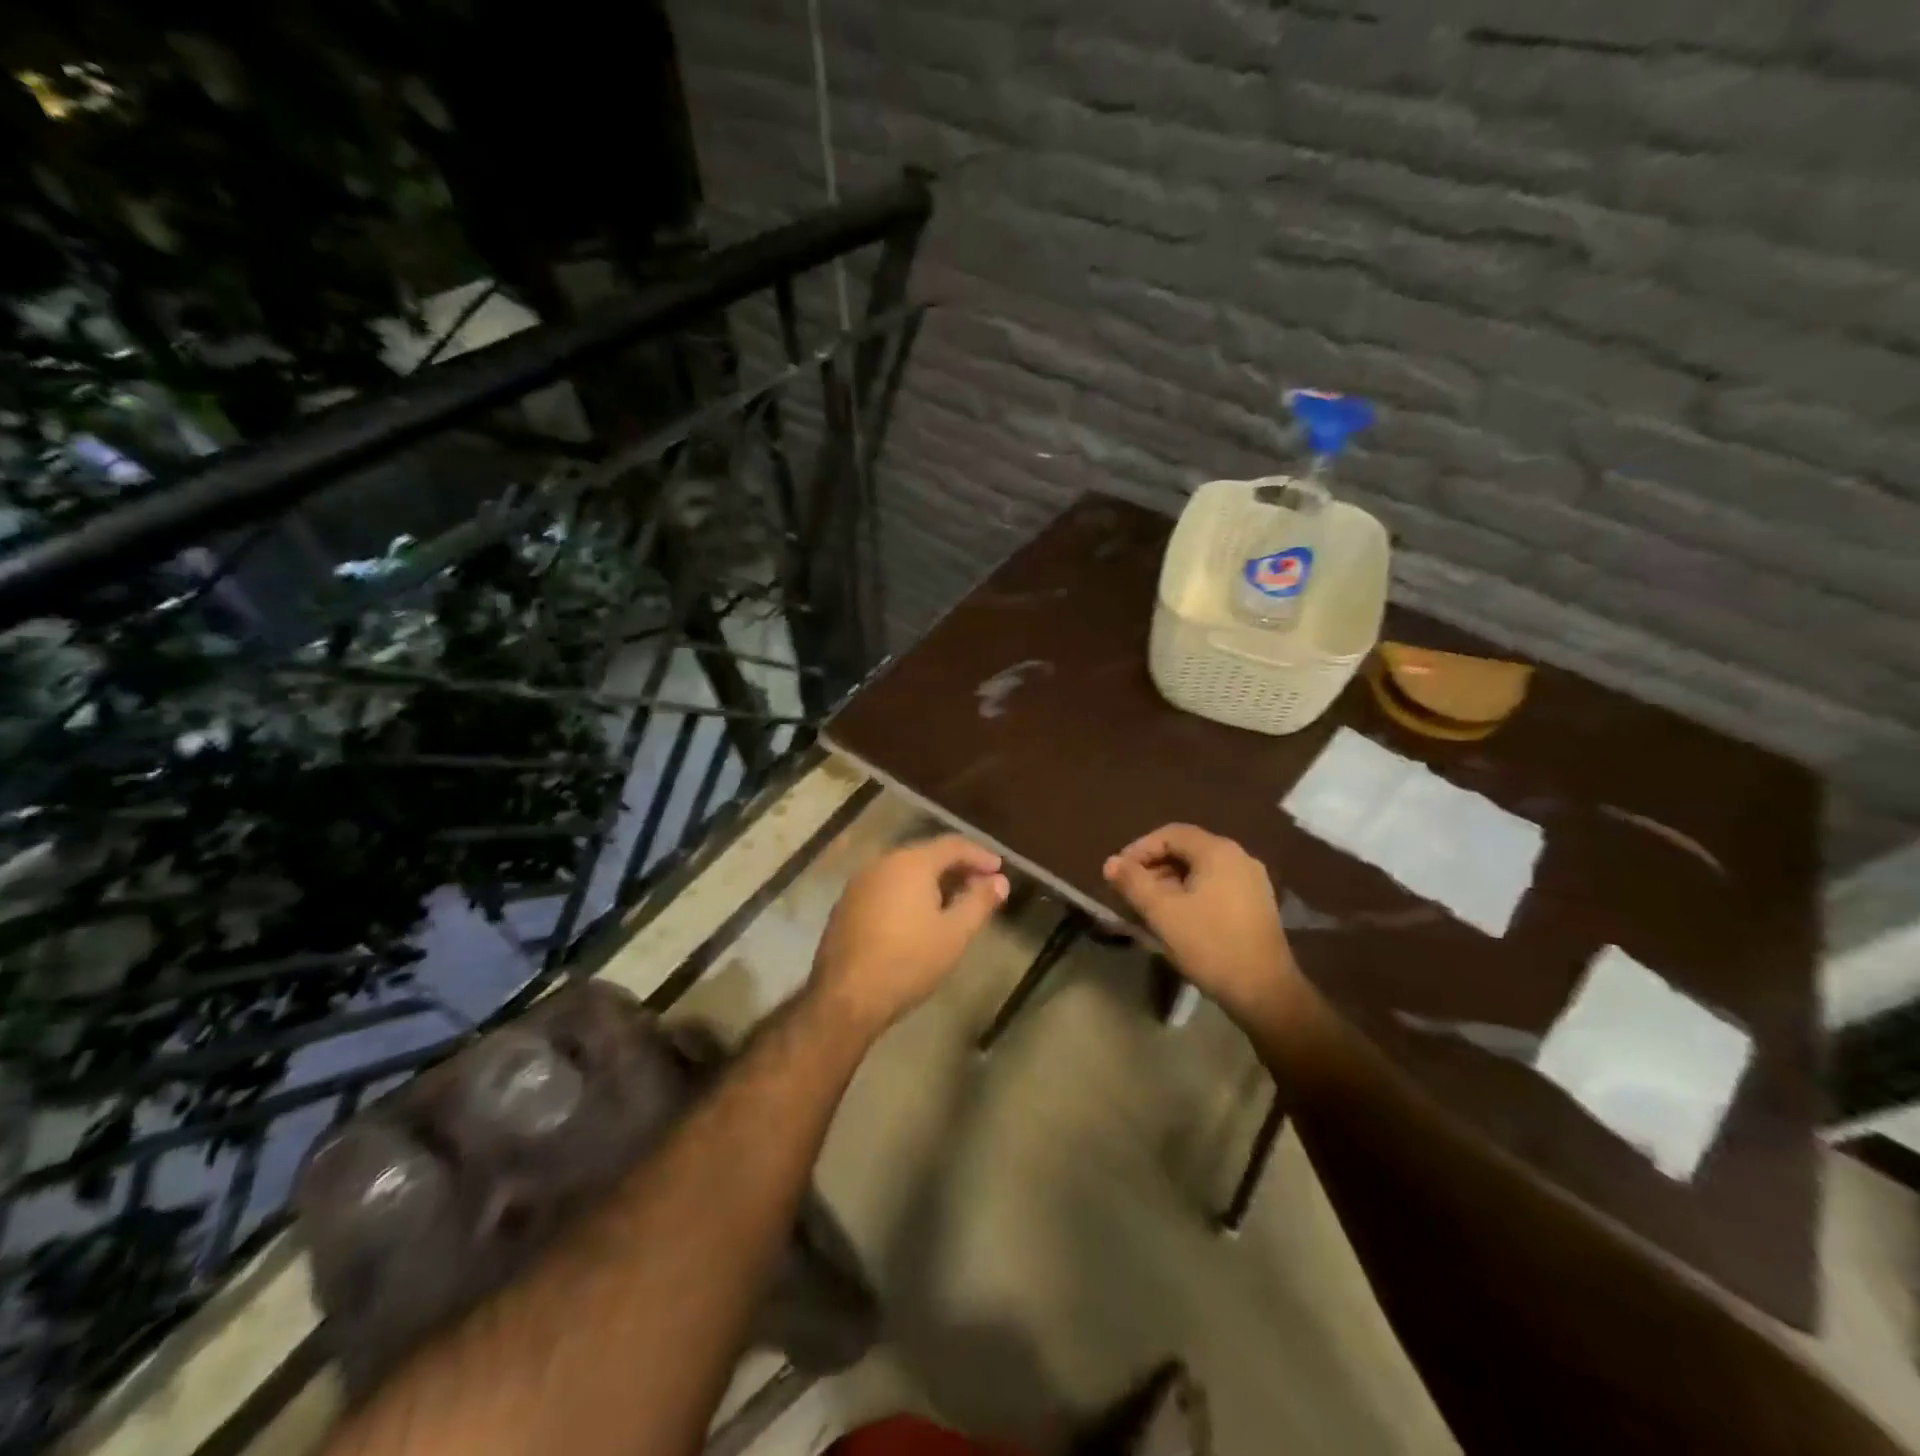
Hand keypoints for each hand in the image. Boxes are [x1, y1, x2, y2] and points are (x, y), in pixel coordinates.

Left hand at [811, 834, 1009, 1033]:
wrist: (846, 996)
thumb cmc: (909, 961)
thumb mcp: (955, 934)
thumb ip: (979, 902)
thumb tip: (1000, 881)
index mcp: (911, 863)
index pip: (952, 845)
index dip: (979, 855)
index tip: (999, 870)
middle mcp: (882, 863)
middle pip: (926, 854)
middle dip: (956, 867)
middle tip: (980, 886)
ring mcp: (860, 883)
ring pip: (904, 871)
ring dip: (932, 881)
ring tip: (953, 902)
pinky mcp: (846, 904)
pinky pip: (886, 887)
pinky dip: (908, 893)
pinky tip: (918, 917)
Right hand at [1102, 824, 1296, 1024]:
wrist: (1265, 991)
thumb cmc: (1210, 945)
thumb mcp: (1162, 913)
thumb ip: (1133, 882)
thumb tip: (1111, 862)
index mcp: (1218, 851)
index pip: (1170, 833)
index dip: (1139, 849)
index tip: (1119, 873)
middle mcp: (1239, 857)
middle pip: (1186, 849)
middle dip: (1154, 867)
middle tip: (1131, 891)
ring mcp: (1252, 881)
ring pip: (1200, 870)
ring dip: (1170, 882)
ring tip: (1150, 907)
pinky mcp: (1256, 904)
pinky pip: (1215, 886)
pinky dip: (1191, 893)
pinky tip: (1178, 918)